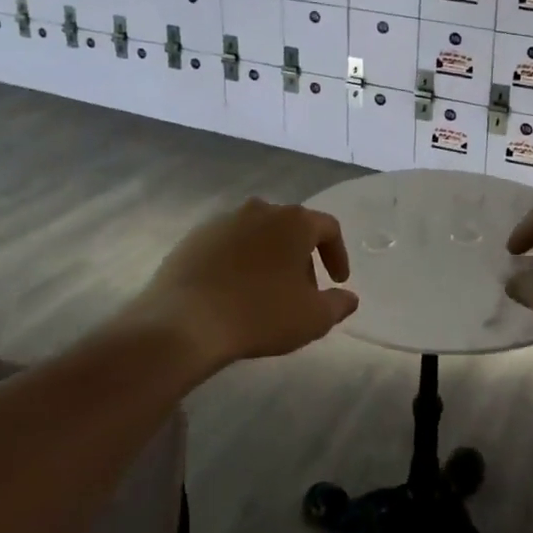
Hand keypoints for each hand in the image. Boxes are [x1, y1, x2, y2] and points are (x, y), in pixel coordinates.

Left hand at [135, 198, 357, 366]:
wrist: (184, 322)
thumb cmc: (260, 314)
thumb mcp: (312, 318)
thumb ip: (338, 305)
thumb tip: (349, 297)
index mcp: (294, 221)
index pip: (328, 228)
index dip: (337, 254)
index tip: (337, 281)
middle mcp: (261, 210)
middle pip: (291, 229)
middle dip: (301, 258)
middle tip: (301, 292)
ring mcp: (223, 220)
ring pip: (257, 235)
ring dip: (268, 258)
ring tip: (265, 293)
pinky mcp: (194, 237)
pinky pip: (227, 246)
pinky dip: (237, 263)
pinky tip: (232, 292)